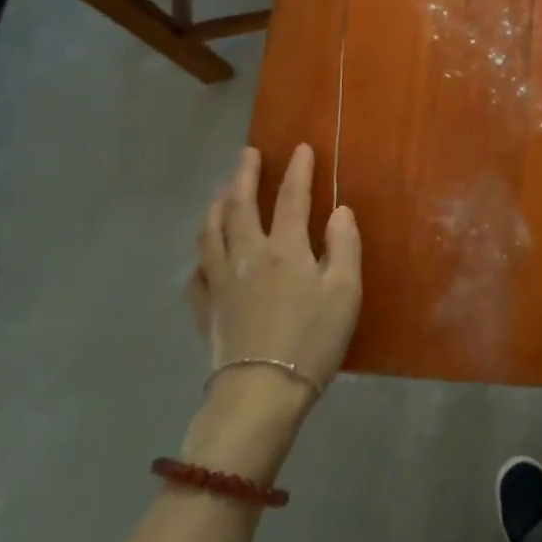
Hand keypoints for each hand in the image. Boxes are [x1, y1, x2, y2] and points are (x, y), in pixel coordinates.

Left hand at [185, 145, 361, 416]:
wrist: (260, 393)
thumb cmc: (311, 341)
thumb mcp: (345, 292)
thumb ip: (345, 246)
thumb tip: (340, 210)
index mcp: (285, 249)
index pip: (291, 197)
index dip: (298, 170)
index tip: (301, 147)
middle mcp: (248, 255)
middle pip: (240, 206)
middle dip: (244, 175)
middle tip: (247, 153)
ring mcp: (221, 282)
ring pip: (211, 232)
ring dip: (216, 205)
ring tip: (221, 191)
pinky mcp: (206, 310)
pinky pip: (196, 274)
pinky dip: (200, 257)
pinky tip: (204, 256)